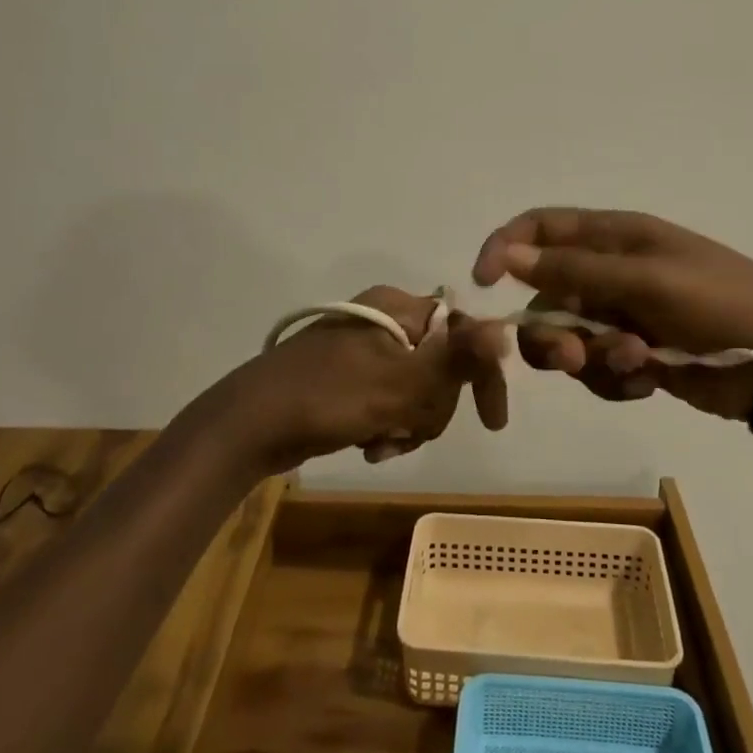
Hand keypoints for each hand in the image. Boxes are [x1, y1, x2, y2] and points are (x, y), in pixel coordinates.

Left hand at [218, 286, 509, 473]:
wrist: (248, 427)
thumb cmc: (326, 397)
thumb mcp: (397, 382)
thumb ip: (455, 358)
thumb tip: (504, 328)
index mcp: (399, 307)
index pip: (464, 331)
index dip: (481, 373)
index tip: (491, 420)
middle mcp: (387, 322)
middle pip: (443, 368)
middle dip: (431, 408)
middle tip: (406, 429)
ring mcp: (366, 352)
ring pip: (419, 393)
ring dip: (408, 424)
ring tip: (380, 442)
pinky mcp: (351, 381)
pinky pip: (392, 404)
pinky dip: (388, 427)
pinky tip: (368, 445)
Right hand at [472, 208, 752, 421]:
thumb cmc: (720, 304)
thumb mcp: (648, 279)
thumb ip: (576, 268)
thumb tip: (509, 254)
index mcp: (615, 238)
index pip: (540, 227)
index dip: (505, 247)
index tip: (482, 283)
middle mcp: (611, 273)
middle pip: (545, 295)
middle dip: (551, 330)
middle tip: (571, 357)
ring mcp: (623, 316)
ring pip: (568, 338)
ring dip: (589, 359)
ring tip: (633, 367)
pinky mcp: (636, 356)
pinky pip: (598, 369)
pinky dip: (615, 380)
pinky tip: (650, 381)